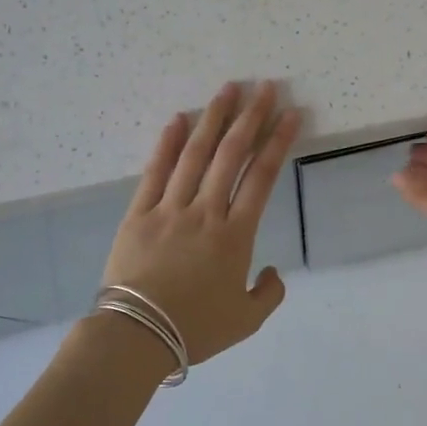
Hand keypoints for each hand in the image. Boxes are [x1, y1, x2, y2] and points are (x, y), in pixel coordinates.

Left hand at [100, 81, 301, 366]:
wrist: (136, 337)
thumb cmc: (194, 329)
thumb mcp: (246, 321)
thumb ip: (269, 293)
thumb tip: (272, 271)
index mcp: (235, 236)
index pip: (262, 177)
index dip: (278, 142)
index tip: (291, 114)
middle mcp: (206, 212)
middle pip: (232, 154)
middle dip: (251, 117)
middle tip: (264, 87)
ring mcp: (170, 209)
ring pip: (196, 154)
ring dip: (213, 119)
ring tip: (228, 90)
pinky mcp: (139, 213)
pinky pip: (155, 172)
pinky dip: (168, 143)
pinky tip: (178, 119)